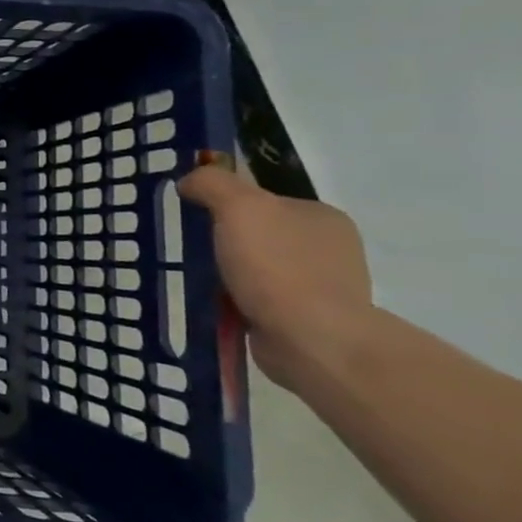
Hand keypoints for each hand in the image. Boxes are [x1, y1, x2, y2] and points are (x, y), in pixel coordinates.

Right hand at [178, 161, 373, 389]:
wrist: (311, 339)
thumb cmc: (277, 266)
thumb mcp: (238, 206)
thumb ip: (212, 183)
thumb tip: (191, 181)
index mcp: (322, 216)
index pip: (266, 198)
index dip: (229, 203)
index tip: (197, 215)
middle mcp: (329, 248)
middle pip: (261, 233)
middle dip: (227, 240)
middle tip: (193, 248)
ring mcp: (322, 286)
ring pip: (259, 267)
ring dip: (230, 272)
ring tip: (200, 279)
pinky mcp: (308, 319)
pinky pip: (260, 299)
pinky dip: (238, 300)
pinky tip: (218, 305)